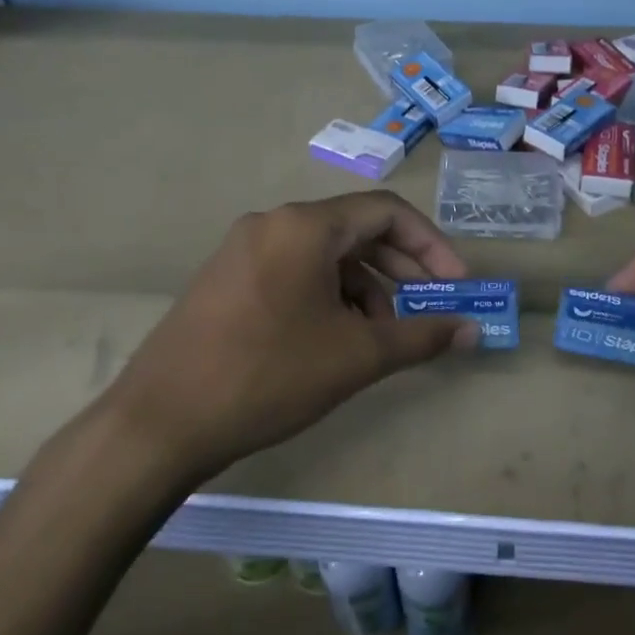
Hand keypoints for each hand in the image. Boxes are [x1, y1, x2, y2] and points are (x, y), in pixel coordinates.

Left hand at [106, 192, 477, 478]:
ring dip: (365, 288)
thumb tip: (474, 330)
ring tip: (381, 336)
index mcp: (304, 227)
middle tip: (429, 308)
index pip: (386, 212)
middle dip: (401, 269)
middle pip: (355, 231)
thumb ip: (421, 336)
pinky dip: (328, 297)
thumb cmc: (268, 376)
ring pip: (324, 256)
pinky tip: (336, 340)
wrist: (160, 422)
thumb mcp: (356, 356)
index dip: (431, 245)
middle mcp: (271, 224)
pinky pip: (293, 273)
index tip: (456, 285)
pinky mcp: (225, 280)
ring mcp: (242, 251)